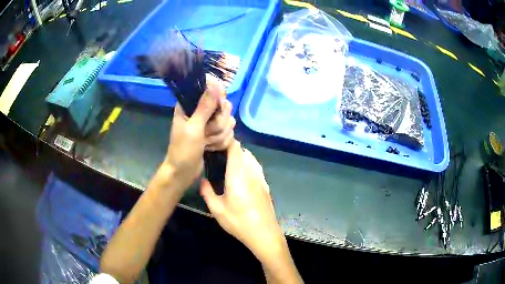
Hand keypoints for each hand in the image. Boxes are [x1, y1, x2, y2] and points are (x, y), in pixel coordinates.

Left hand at [164, 77, 234, 190]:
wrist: (183, 173)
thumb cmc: (183, 150)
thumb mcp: (193, 128)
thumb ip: (205, 106)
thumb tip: (215, 85)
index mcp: (190, 104)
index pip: (210, 87)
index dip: (218, 96)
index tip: (218, 107)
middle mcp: (201, 110)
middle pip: (224, 106)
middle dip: (218, 123)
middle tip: (206, 133)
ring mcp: (209, 123)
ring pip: (228, 121)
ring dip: (219, 136)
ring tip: (206, 143)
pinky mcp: (215, 134)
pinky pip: (229, 132)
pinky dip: (222, 142)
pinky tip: (211, 148)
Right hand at [200, 141, 285, 260]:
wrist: (264, 233)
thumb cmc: (238, 221)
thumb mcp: (217, 209)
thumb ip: (207, 192)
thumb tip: (202, 180)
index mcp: (238, 174)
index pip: (235, 147)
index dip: (227, 141)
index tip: (216, 143)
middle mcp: (251, 172)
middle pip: (244, 151)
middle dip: (232, 149)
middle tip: (219, 156)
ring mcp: (261, 179)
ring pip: (252, 159)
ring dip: (242, 157)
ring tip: (229, 165)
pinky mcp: (266, 186)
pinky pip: (257, 169)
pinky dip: (249, 166)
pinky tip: (242, 177)